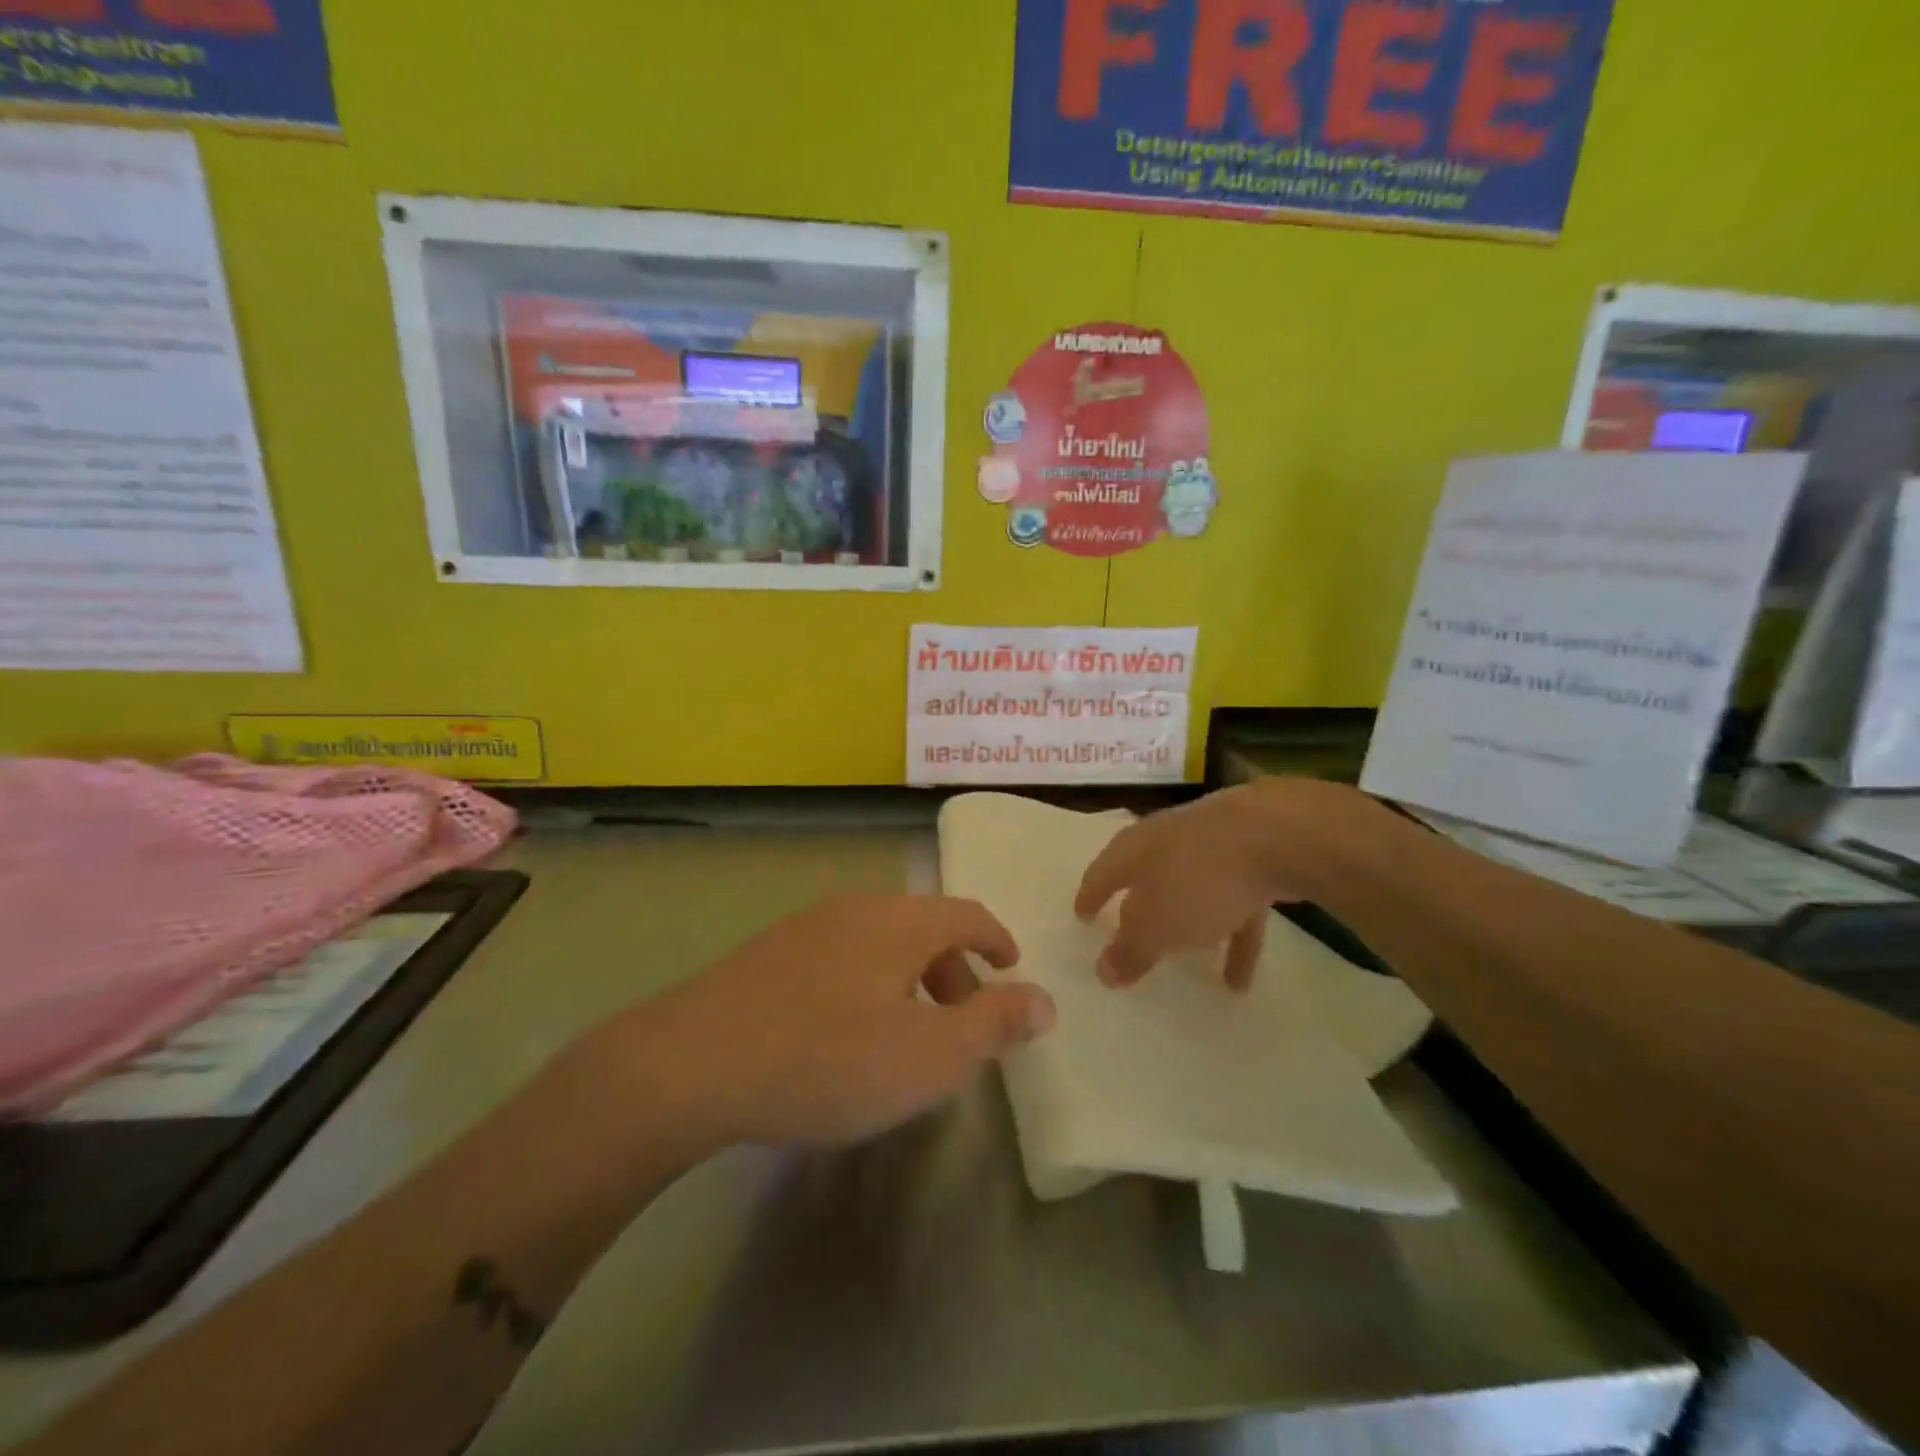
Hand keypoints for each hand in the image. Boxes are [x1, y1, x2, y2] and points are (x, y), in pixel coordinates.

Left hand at [621, 895, 1053, 1150]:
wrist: (692, 1062)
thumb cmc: (828, 1058)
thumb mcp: (928, 1055)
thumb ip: (993, 1024)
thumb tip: (1044, 1000)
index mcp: (900, 921)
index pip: (966, 914)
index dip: (996, 939)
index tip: (1011, 968)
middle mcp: (855, 909)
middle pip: (923, 926)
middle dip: (953, 969)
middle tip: (962, 1020)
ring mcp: (806, 928)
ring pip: (879, 943)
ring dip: (908, 979)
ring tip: (906, 1033)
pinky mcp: (768, 955)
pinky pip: (840, 958)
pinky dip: (866, 984)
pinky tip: (844, 1033)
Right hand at [1074, 781, 1327, 989]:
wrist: (1280, 834)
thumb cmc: (1201, 879)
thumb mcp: (1157, 925)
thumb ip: (1130, 950)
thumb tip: (1102, 972)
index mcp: (1135, 849)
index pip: (1101, 873)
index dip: (1089, 897)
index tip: (1081, 918)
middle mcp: (1168, 840)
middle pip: (1146, 875)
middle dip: (1138, 905)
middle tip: (1128, 930)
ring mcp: (1213, 844)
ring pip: (1192, 890)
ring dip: (1189, 926)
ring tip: (1187, 966)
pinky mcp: (1254, 856)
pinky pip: (1235, 904)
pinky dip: (1232, 936)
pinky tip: (1239, 979)